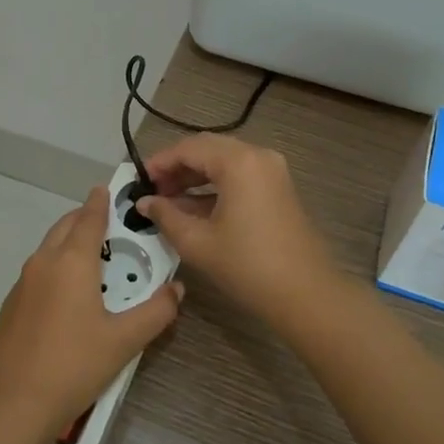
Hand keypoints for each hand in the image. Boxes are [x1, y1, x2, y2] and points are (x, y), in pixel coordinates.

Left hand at [0, 186, 180, 443]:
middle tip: (109, 227)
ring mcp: (21, 284)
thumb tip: (176, 289)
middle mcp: (43, 263)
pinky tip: (67, 298)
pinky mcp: (10, 306)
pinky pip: (37, 273)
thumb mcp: (124, 341)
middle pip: (65, 227)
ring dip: (69, 244)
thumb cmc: (73, 365)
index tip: (108, 189)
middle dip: (84, 219)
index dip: (100, 201)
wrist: (11, 405)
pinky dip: (55, 268)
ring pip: (48, 249)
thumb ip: (156, 312)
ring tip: (93, 262)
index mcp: (71, 262)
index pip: (88, 218)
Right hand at [136, 135, 337, 326]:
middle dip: (177, 167)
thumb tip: (144, 202)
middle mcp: (257, 156)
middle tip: (152, 190)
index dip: (159, 162)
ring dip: (195, 177)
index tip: (137, 181)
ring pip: (223, 162)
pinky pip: (239, 175)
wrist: (306, 295)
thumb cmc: (248, 266)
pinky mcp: (278, 188)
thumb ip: (166, 216)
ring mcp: (272, 171)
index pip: (189, 148)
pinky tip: (193, 208)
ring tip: (167, 201)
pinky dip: (214, 186)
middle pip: (207, 149)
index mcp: (238, 162)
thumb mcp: (198, 242)